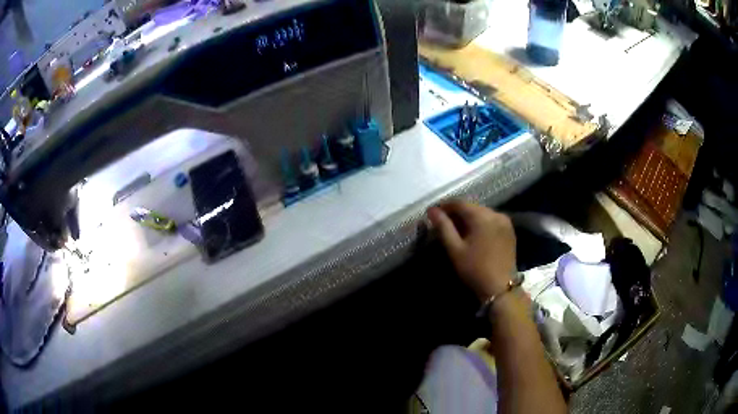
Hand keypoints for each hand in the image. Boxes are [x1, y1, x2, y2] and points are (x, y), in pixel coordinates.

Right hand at [427, 201, 516, 301]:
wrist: (500, 288)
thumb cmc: (475, 269)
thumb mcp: (455, 249)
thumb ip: (443, 227)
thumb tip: (432, 210)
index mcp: (482, 216)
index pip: (460, 203)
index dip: (445, 206)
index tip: (433, 213)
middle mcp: (495, 213)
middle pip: (472, 206)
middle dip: (457, 212)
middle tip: (443, 222)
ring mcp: (505, 221)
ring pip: (482, 212)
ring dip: (469, 217)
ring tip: (457, 229)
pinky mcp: (509, 230)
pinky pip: (491, 220)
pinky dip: (480, 222)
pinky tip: (473, 234)